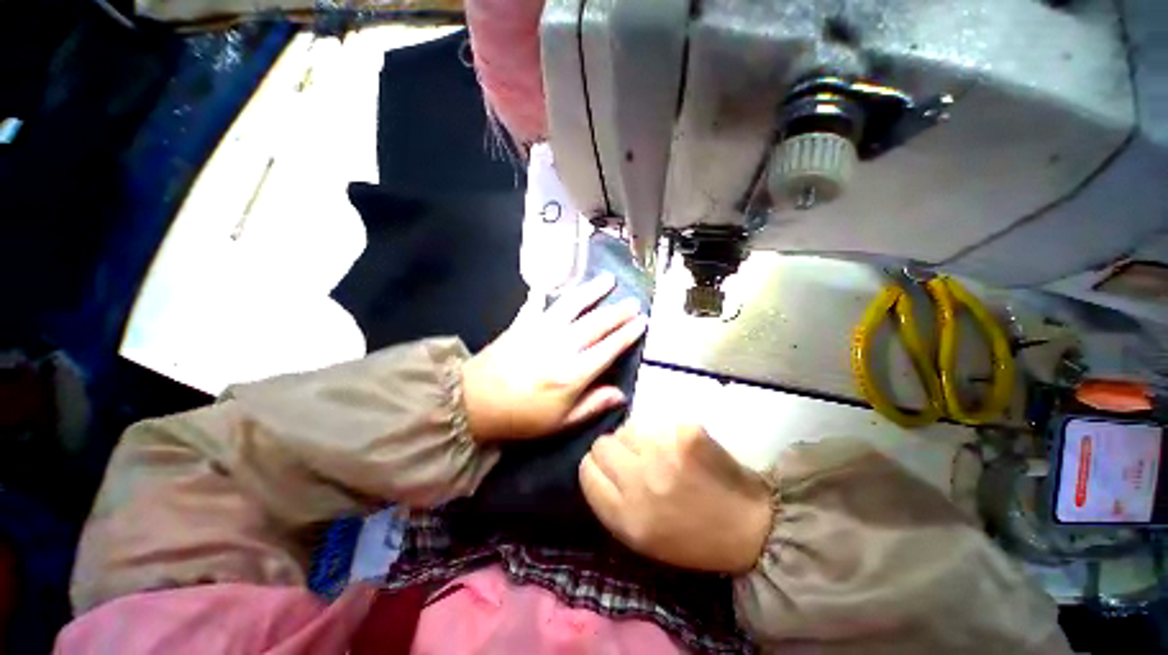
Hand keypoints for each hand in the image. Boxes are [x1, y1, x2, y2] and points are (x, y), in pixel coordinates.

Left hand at [462, 274, 647, 441]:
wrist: (474, 403)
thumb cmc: (522, 417)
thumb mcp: (561, 423)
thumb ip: (592, 405)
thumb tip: (621, 394)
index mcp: (573, 373)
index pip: (609, 348)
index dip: (627, 334)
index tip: (642, 321)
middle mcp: (561, 346)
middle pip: (596, 323)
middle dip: (618, 311)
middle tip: (634, 301)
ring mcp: (540, 330)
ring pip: (573, 305)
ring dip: (592, 291)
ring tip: (608, 280)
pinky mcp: (522, 323)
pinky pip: (538, 303)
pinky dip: (548, 293)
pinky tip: (556, 284)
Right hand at [580, 423, 772, 573]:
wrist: (750, 526)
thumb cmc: (691, 538)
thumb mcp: (640, 538)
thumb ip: (609, 502)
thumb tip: (594, 464)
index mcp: (626, 516)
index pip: (586, 470)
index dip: (595, 467)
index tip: (609, 470)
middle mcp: (640, 481)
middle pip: (602, 444)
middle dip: (613, 450)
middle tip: (634, 460)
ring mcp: (664, 452)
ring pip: (626, 428)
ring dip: (635, 439)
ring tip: (657, 454)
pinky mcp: (685, 432)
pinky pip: (654, 423)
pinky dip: (659, 433)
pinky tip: (676, 447)